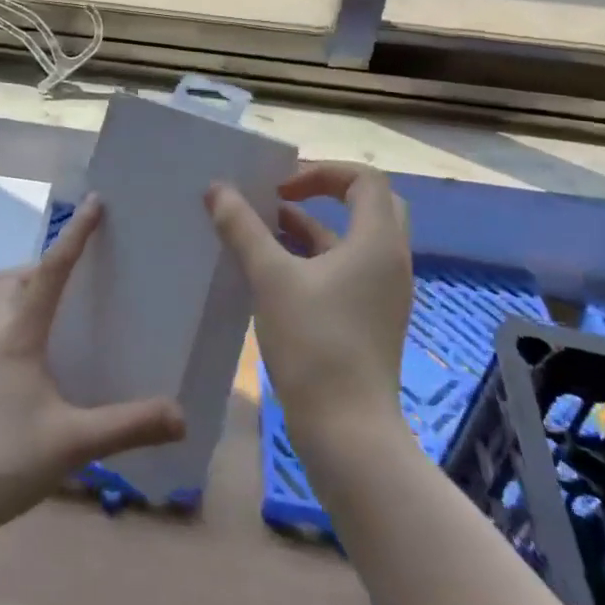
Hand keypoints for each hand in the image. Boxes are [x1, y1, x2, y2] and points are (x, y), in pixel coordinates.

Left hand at [0, 195, 185, 539]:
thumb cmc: (2, 460)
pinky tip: (39, 355)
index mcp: (18, 332)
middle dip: (47, 261)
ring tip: (64, 308)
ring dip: (30, 287)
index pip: (51, 269)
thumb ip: (128, 426)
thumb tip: (182, 415)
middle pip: (17, 275)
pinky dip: (19, 316)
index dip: (75, 234)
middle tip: (82, 270)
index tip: (95, 203)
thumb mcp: (72, 443)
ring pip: (2, 298)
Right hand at [205, 162, 412, 455]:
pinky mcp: (369, 319)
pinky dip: (312, 259)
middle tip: (280, 197)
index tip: (280, 189)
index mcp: (377, 242)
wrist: (348, 433)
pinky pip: (344, 270)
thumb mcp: (270, 278)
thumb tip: (216, 189)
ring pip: (350, 241)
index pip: (365, 179)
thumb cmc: (314, 344)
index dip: (321, 172)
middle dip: (322, 194)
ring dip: (310, 227)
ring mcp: (381, 293)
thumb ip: (242, 228)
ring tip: (260, 229)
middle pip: (366, 205)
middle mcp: (388, 261)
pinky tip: (270, 271)